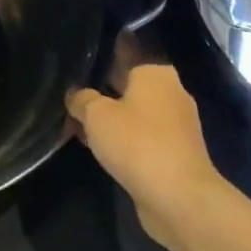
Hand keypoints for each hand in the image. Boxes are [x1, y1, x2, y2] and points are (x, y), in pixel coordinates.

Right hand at [67, 59, 228, 250]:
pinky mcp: (174, 153)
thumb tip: (76, 95)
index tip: (80, 58)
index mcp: (155, 73)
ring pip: (133, 112)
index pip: (125, 53)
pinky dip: (122, 139)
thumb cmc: (137, 143)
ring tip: (78, 122)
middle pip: (128, 84)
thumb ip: (82, 100)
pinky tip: (98, 146)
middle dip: (102, 89)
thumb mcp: (96, 115)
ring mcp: (176, 125)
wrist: (179, 198)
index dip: (102, 54)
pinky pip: (141, 137)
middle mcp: (170, 92)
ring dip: (110, 118)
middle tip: (70, 91)